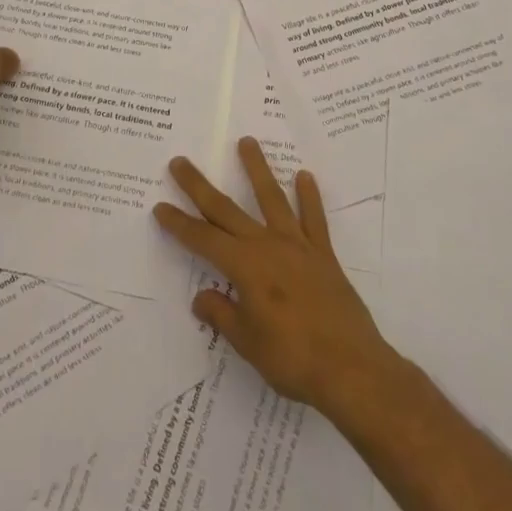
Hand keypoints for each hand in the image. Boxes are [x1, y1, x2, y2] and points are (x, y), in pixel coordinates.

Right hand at [155, 136, 398, 417]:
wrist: (351, 369)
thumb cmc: (292, 359)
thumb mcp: (247, 342)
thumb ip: (222, 314)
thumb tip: (202, 297)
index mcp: (244, 267)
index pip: (202, 239)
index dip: (179, 224)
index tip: (160, 206)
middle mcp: (267, 246)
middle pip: (226, 209)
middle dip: (199, 186)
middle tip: (179, 162)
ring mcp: (297, 247)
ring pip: (272, 199)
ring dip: (257, 169)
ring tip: (247, 141)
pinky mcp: (323, 256)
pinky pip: (314, 219)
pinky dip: (309, 197)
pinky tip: (304, 176)